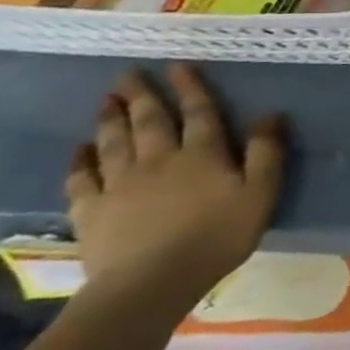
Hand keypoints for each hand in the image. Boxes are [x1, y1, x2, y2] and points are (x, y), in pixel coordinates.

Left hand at [64, 65, 287, 314]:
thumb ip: (267, 153)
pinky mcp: (92, 209)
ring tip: (106, 101)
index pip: (199, 113)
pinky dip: (79, 160)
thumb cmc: (218, 236)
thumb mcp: (261, 193)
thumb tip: (271, 115)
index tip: (179, 67)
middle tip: (128, 75)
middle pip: (149, 121)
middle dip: (141, 96)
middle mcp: (158, 160)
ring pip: (113, 142)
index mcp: (202, 155)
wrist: (150, 282)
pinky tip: (78, 150)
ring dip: (110, 119)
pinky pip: (81, 178)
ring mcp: (119, 184)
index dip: (191, 88)